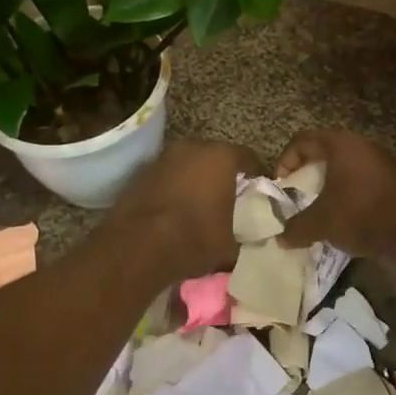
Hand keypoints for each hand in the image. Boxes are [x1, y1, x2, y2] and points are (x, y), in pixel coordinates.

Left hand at [105, 138, 262, 282]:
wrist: (137, 247)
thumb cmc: (194, 239)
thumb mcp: (230, 244)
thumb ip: (244, 233)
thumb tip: (248, 237)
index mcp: (221, 156)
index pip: (249, 158)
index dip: (257, 176)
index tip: (258, 193)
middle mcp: (192, 147)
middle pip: (216, 156)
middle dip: (224, 174)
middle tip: (230, 197)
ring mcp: (163, 157)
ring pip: (189, 164)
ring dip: (196, 178)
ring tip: (200, 204)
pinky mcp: (141, 172)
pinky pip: (167, 176)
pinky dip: (174, 186)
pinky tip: (175, 209)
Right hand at [274, 129, 395, 263]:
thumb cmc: (361, 213)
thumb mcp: (322, 222)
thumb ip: (297, 228)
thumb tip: (280, 238)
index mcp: (341, 145)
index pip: (303, 140)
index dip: (285, 160)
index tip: (281, 186)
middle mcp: (361, 147)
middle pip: (324, 154)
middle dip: (307, 176)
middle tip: (297, 198)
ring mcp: (380, 164)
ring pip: (344, 171)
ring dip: (328, 189)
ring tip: (318, 213)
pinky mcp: (393, 183)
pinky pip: (360, 185)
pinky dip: (347, 198)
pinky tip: (343, 222)